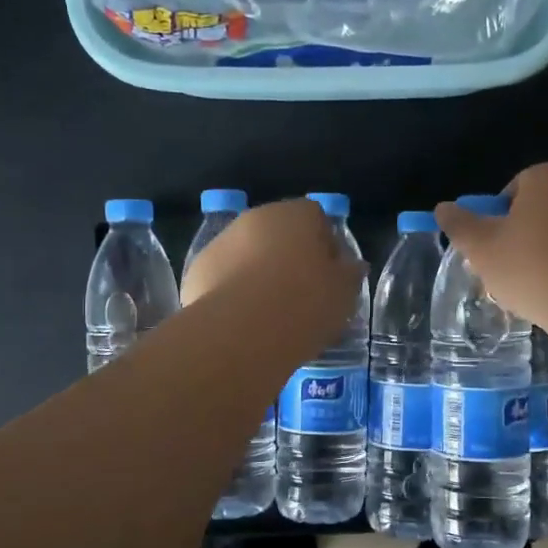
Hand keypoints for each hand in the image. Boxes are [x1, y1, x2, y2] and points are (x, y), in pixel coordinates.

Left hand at [181, 198, 364, 347]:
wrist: (241, 332)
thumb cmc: (304, 304)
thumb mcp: (344, 293)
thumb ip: (350, 273)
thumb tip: (350, 266)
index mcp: (295, 214)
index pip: (316, 217)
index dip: (326, 246)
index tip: (331, 277)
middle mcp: (254, 218)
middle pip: (279, 234)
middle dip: (290, 258)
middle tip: (303, 296)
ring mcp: (221, 242)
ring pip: (248, 255)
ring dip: (259, 274)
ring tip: (271, 315)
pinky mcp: (197, 271)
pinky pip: (224, 278)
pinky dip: (234, 293)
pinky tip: (244, 322)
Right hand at [435, 161, 547, 329]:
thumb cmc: (535, 268)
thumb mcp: (482, 249)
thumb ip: (460, 226)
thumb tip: (443, 208)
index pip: (513, 190)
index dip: (499, 222)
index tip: (495, 252)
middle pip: (543, 209)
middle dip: (527, 237)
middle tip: (515, 274)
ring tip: (544, 290)